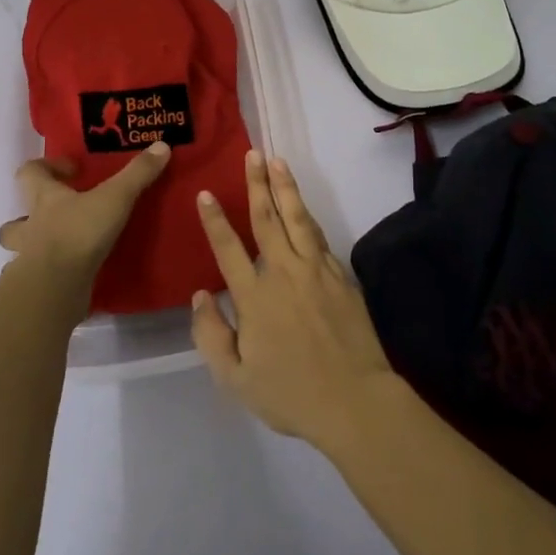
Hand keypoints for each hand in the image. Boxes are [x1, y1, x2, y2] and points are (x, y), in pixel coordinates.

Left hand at [0, 143, 170, 295]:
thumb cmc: (79, 233)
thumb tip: (162, 145)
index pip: (29, 173)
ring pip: (22, 250)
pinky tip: (71, 277)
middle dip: (31, 214)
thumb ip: (137, 174)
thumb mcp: (114, 198)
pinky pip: (40, 278)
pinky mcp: (38, 286)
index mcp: (43, 199)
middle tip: (62, 213)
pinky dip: (51, 275)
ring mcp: (29, 259)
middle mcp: (30, 227)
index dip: (45, 167)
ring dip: (36, 247)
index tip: (71, 170)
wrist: (55, 287)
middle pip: (16, 218)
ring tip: (64, 246)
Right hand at [191, 150, 394, 447]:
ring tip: (278, 162)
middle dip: (256, 183)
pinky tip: (303, 208)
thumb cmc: (291, 393)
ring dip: (286, 188)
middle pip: (267, 218)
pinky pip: (319, 238)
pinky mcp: (341, 276)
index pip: (228, 248)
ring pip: (298, 218)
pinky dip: (308, 218)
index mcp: (254, 296)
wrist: (355, 401)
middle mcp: (284, 272)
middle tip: (252, 154)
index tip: (206, 193)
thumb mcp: (235, 379)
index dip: (215, 219)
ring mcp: (317, 270)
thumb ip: (211, 335)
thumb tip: (200, 295)